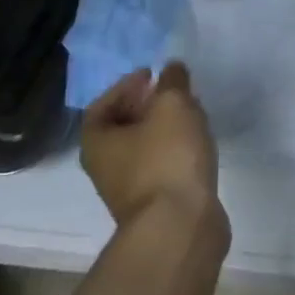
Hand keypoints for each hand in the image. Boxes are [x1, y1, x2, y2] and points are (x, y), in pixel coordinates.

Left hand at [80, 62, 222, 229]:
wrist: (179, 226)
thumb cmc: (167, 158)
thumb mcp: (172, 106)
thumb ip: (172, 82)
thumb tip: (171, 69)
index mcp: (97, 141)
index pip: (102, 104)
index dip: (126, 86)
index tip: (152, 75)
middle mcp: (105, 167)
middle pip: (122, 127)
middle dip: (147, 106)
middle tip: (174, 90)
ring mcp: (130, 190)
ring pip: (144, 148)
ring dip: (164, 128)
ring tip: (192, 113)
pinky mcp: (157, 204)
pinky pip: (163, 166)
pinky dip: (176, 150)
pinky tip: (197, 143)